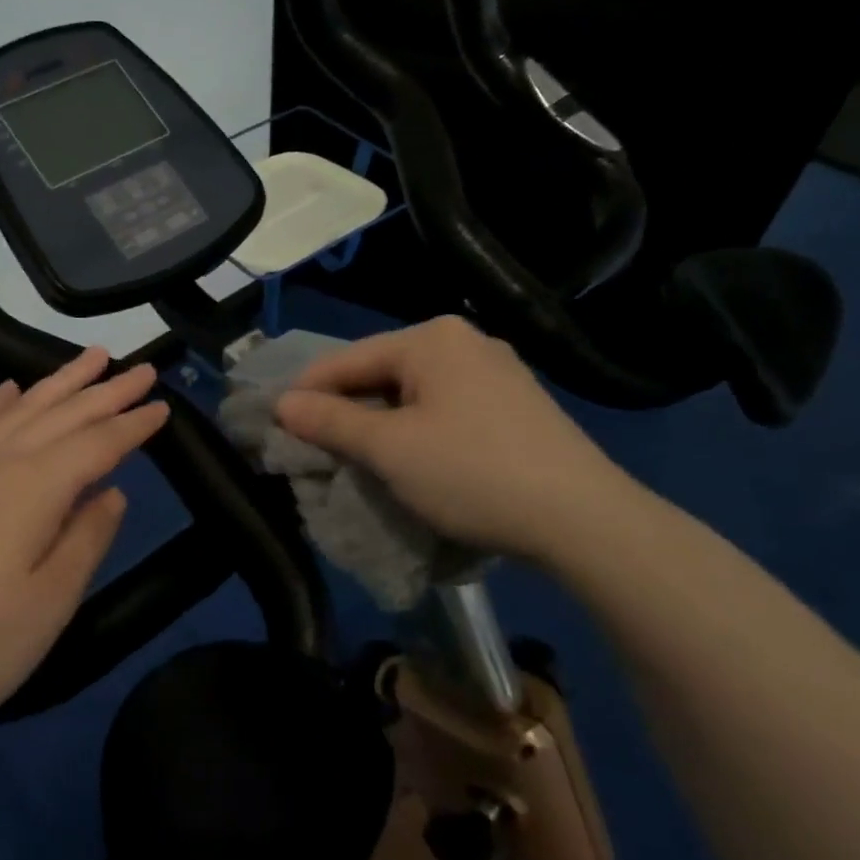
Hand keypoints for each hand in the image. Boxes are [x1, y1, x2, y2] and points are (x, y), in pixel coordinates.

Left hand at [0, 348, 168, 734]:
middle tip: (142, 368)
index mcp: (35, 488)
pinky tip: (12, 390)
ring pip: (22, 408)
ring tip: (91, 357)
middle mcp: (0, 461)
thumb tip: (113, 492)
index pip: (97, 443)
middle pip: (63, 414)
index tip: (163, 406)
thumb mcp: (50, 603)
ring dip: (60, 382)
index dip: (133, 424)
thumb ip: (86, 539)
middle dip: (107, 390)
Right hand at [274, 316, 636, 564]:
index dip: (305, 393)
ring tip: (356, 459)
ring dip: (379, 424)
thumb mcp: (389, 449)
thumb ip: (330, 421)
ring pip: (413, 393)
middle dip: (345, 410)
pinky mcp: (515, 405)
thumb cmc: (472, 473)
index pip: (346, 360)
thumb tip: (281, 404)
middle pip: (380, 373)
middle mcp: (464, 342)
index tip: (274, 427)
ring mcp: (496, 372)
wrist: (584, 520)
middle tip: (314, 449)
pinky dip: (416, 430)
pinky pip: (444, 408)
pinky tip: (410, 459)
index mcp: (430, 339)